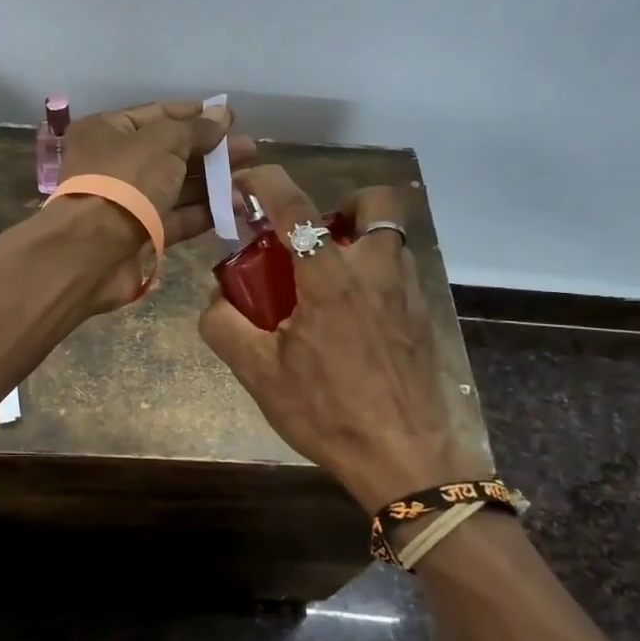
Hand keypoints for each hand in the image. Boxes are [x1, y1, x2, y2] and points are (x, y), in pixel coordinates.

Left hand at [56, 99, 255, 308]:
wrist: (93, 250)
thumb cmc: (125, 181)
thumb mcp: (163, 142)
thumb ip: (196, 129)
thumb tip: (222, 113)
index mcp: (107, 131)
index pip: (157, 115)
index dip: (195, 115)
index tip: (230, 117)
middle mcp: (114, 163)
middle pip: (170, 152)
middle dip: (211, 151)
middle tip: (251, 150)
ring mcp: (127, 201)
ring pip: (176, 187)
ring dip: (213, 183)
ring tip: (252, 179)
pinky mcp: (140, 234)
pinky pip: (176, 217)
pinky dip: (204, 212)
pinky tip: (236, 206)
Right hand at [198, 165, 482, 510]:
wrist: (403, 459)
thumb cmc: (327, 412)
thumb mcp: (258, 374)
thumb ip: (224, 326)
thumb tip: (216, 298)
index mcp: (330, 278)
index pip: (296, 207)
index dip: (267, 181)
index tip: (247, 181)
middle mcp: (376, 271)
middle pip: (376, 202)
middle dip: (342, 204)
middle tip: (313, 237)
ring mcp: (407, 292)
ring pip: (390, 238)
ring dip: (358, 241)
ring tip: (328, 282)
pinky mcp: (423, 316)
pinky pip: (398, 273)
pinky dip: (373, 275)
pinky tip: (352, 320)